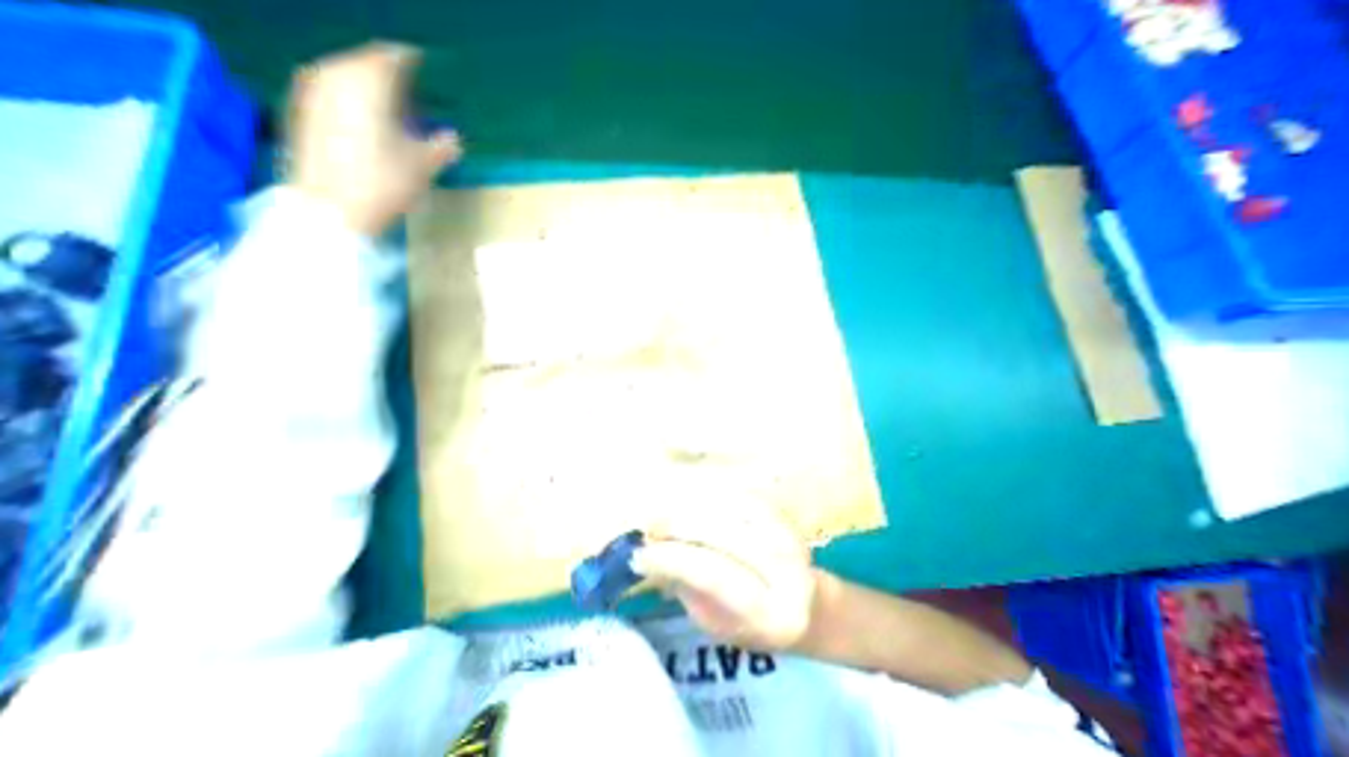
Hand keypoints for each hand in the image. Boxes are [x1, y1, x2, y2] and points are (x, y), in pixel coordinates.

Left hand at [286, 40, 459, 234]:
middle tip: (410, 82)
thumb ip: (441, 147)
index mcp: (368, 85)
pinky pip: (331, 88)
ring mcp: (314, 92)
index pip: (391, 58)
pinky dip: (350, 93)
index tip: (426, 63)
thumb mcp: (421, 168)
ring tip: (388, 97)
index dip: (411, 60)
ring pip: (345, 73)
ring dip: (367, 81)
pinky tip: (363, 112)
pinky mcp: (303, 111)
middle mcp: (336, 77)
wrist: (332, 208)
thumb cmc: (383, 184)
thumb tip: (454, 137)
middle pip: (364, 61)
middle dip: (388, 70)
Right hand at [629, 510, 816, 650]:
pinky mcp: (782, 514)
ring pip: (730, 509)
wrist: (808, 605)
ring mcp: (787, 535)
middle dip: (678, 527)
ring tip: (663, 513)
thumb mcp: (718, 625)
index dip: (674, 560)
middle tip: (648, 528)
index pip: (715, 575)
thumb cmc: (755, 625)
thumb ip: (689, 589)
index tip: (640, 554)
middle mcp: (785, 569)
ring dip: (690, 507)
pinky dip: (709, 496)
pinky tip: (687, 501)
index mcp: (769, 613)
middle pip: (723, 534)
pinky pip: (739, 496)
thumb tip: (651, 555)